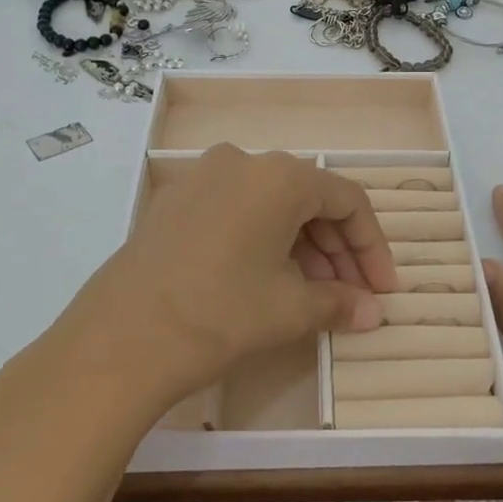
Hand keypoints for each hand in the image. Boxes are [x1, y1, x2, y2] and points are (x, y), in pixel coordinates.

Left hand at [17, 145, 396, 430]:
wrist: (119, 339)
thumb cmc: (220, 314)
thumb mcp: (289, 309)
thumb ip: (339, 302)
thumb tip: (372, 311)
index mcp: (279, 176)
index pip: (347, 200)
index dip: (372, 247)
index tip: (383, 289)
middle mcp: (242, 161)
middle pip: (308, 199)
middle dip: (338, 249)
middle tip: (351, 295)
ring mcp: (201, 178)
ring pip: (271, 205)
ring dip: (302, 246)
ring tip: (313, 294)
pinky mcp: (173, 202)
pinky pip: (236, 211)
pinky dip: (262, 240)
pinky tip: (266, 279)